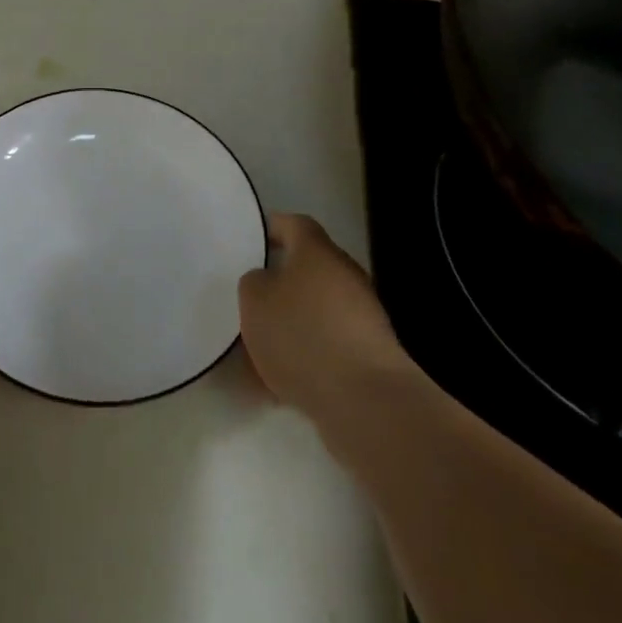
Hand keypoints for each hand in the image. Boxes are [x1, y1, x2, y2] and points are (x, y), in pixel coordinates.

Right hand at [238, 213, 410, 426]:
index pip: (294, 224)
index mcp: (317, 251)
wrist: (364, 399)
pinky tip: (281, 385)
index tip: (253, 240)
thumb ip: (254, 282)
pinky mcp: (370, 353)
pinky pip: (328, 345)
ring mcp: (363, 314)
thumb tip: (266, 282)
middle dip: (280, 284)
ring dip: (292, 324)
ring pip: (316, 310)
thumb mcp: (254, 300)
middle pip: (307, 269)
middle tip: (251, 301)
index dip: (273, 228)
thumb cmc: (302, 334)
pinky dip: (307, 356)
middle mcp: (345, 274)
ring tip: (260, 352)